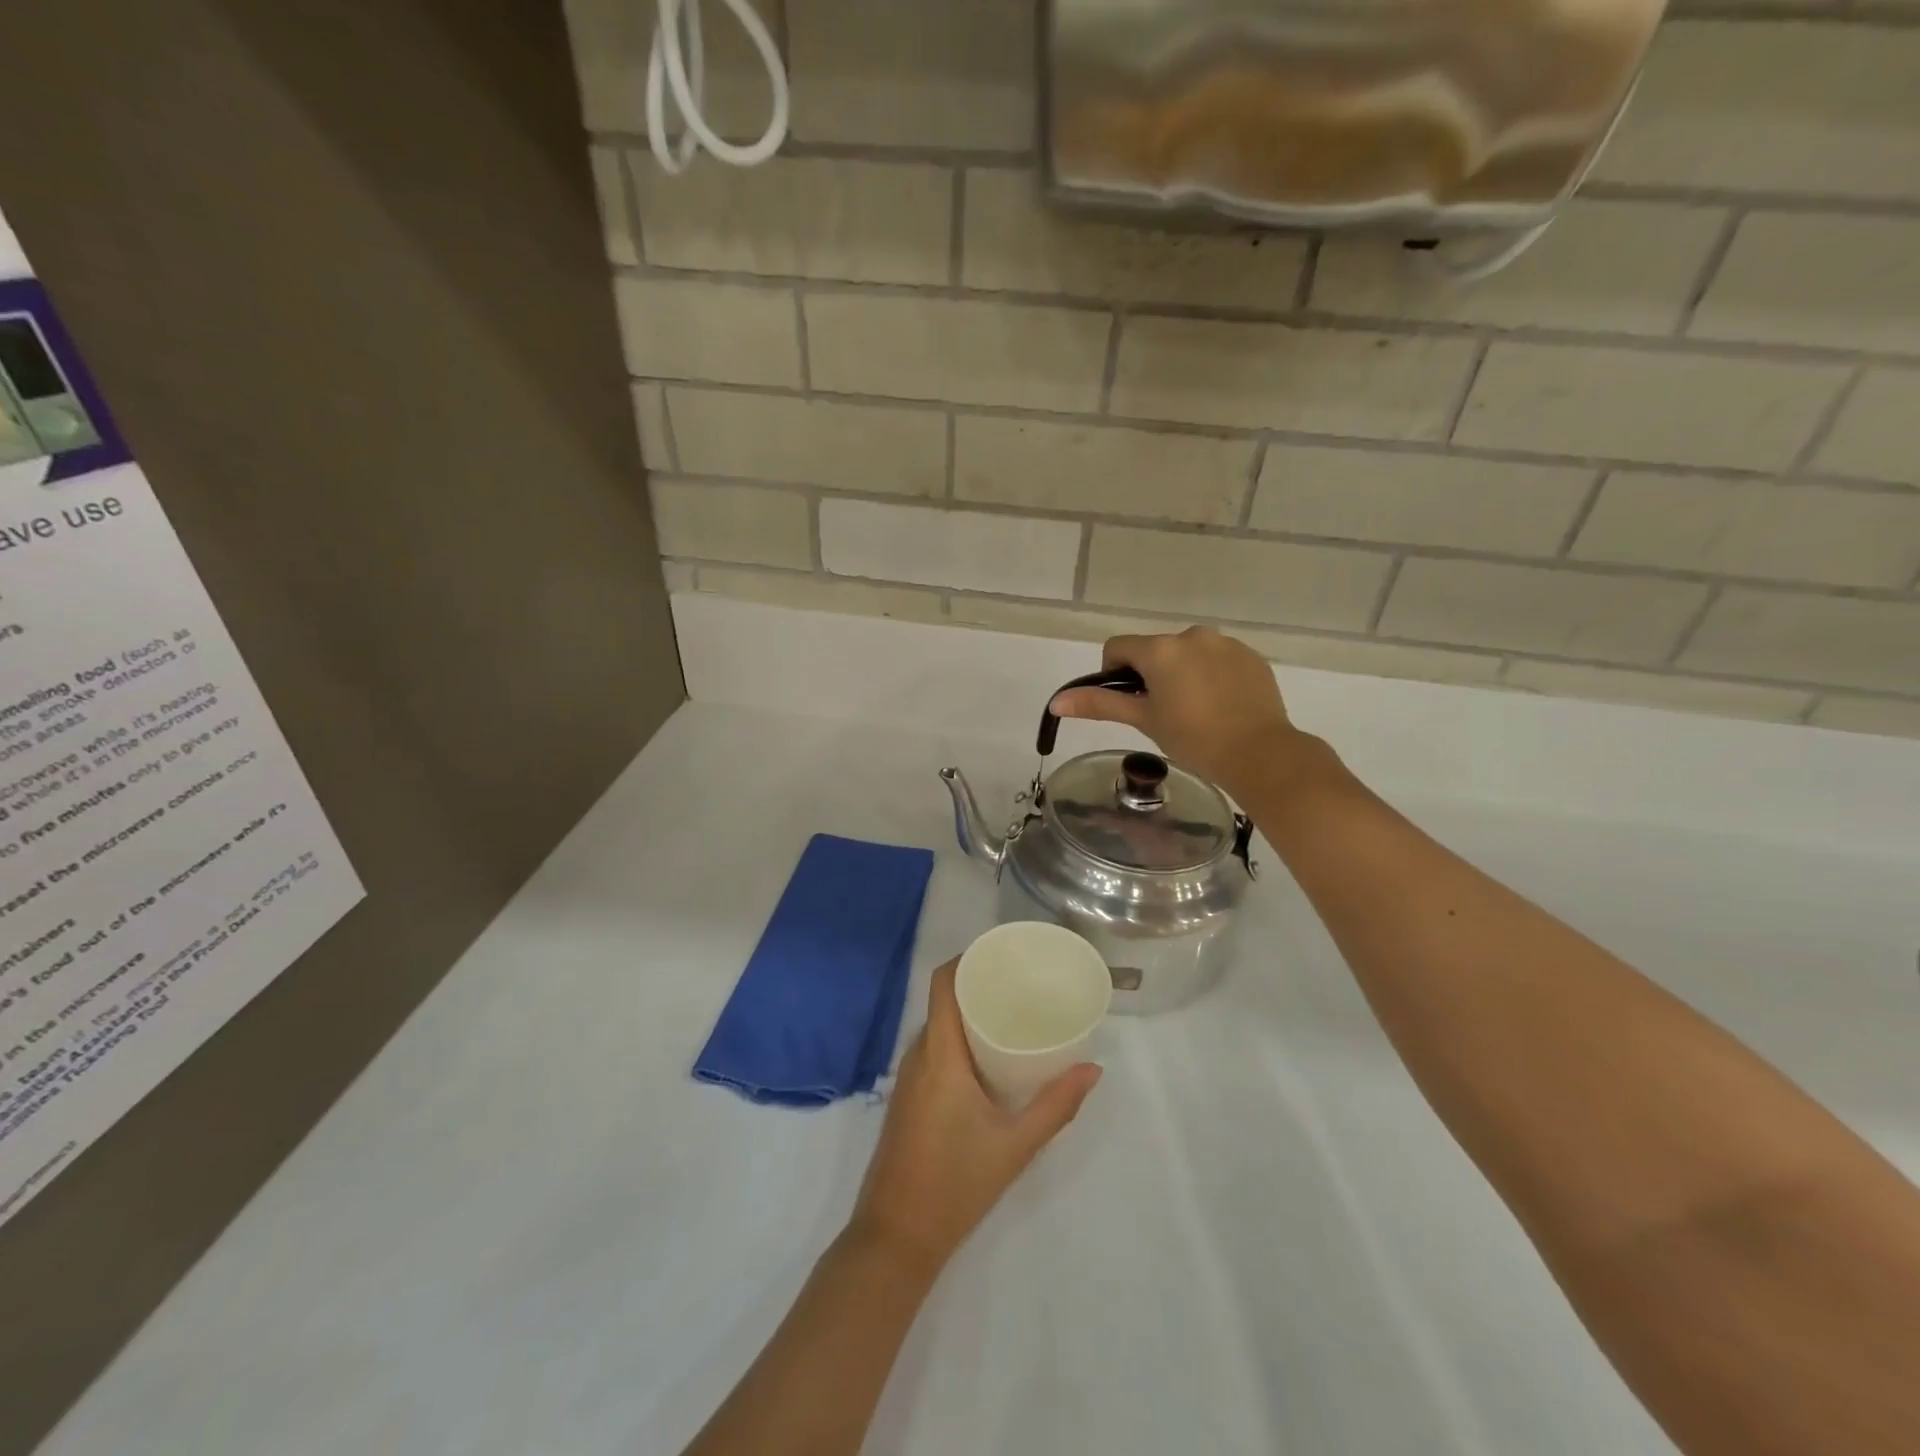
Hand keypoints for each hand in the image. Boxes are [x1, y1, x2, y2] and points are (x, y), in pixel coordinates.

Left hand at [848, 959, 1100, 1275]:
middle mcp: (917, 1055)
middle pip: (944, 1001)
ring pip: (939, 1027)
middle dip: (978, 985)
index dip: (968, 958)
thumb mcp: (1015, 1145)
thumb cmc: (956, 1183)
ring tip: (1012, 1014)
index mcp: (939, 1054)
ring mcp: (907, 1078)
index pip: (943, 983)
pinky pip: (933, 1050)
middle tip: (1022, 984)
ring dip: (969, 1014)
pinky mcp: (907, 1098)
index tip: (1003, 953)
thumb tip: (1093, 1069)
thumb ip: (1056, 1106)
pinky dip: (959, 1039)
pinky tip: (988, 1057)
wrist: (896, 1237)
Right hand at [1049, 627, 1300, 796]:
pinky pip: (1218, 660)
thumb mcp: (1143, 720)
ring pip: (1188, 653)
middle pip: (1155, 650)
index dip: (1114, 674)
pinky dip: (1212, 676)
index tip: (1131, 703)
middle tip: (1163, 713)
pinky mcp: (1251, 657)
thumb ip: (1100, 705)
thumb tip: (1057, 701)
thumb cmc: (1193, 738)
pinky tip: (1222, 707)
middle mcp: (1192, 635)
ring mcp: (1226, 644)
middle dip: (1152, 675)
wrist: (1259, 753)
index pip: (1118, 647)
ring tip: (1195, 711)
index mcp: (1160, 649)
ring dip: (1182, 673)